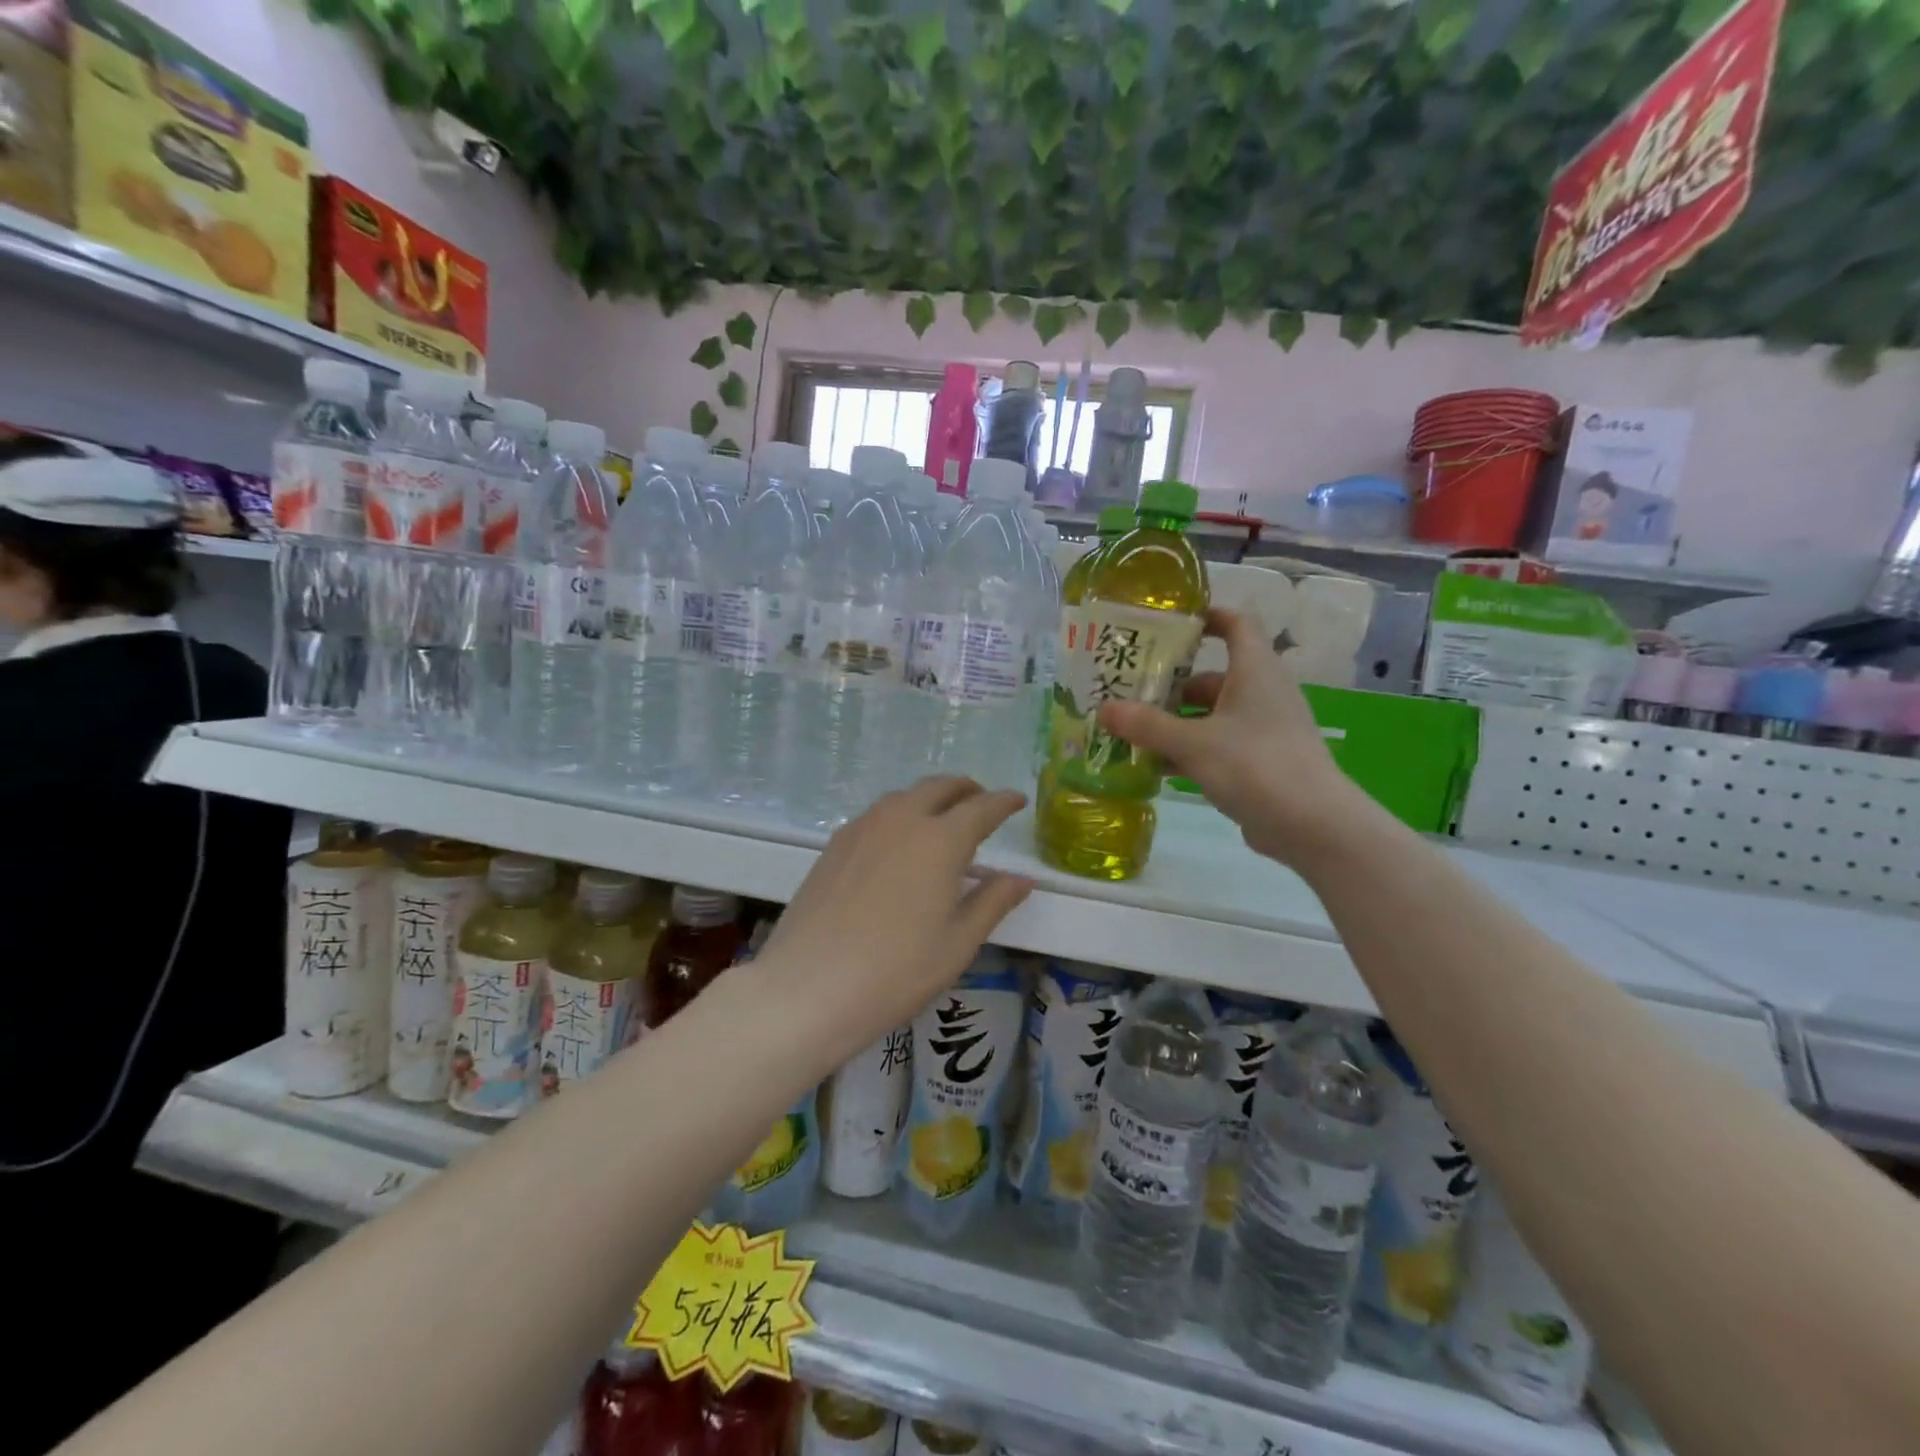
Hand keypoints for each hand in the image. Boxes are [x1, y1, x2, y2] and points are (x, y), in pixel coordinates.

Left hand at [748, 778, 1032, 1059]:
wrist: (809, 987)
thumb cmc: (896, 971)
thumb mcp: (958, 943)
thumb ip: (993, 902)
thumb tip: (1021, 879)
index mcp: (940, 840)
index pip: (981, 808)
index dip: (1003, 802)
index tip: (1018, 801)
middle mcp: (901, 820)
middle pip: (940, 787)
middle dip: (966, 790)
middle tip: (981, 804)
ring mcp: (862, 828)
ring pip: (904, 796)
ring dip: (930, 798)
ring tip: (942, 822)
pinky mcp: (834, 844)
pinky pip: (877, 815)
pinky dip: (899, 815)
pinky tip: (898, 844)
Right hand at [1096, 608, 1371, 866]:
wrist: (1312, 825)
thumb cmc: (1255, 765)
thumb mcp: (1193, 743)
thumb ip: (1147, 725)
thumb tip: (1103, 709)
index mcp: (1255, 670)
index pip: (1236, 623)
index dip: (1205, 617)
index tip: (1167, 622)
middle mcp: (1261, 693)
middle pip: (1210, 677)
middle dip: (1169, 685)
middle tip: (1126, 691)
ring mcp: (1262, 730)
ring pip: (1210, 716)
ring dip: (1173, 723)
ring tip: (1129, 732)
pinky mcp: (1259, 763)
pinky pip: (1216, 746)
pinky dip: (1187, 752)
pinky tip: (1153, 767)